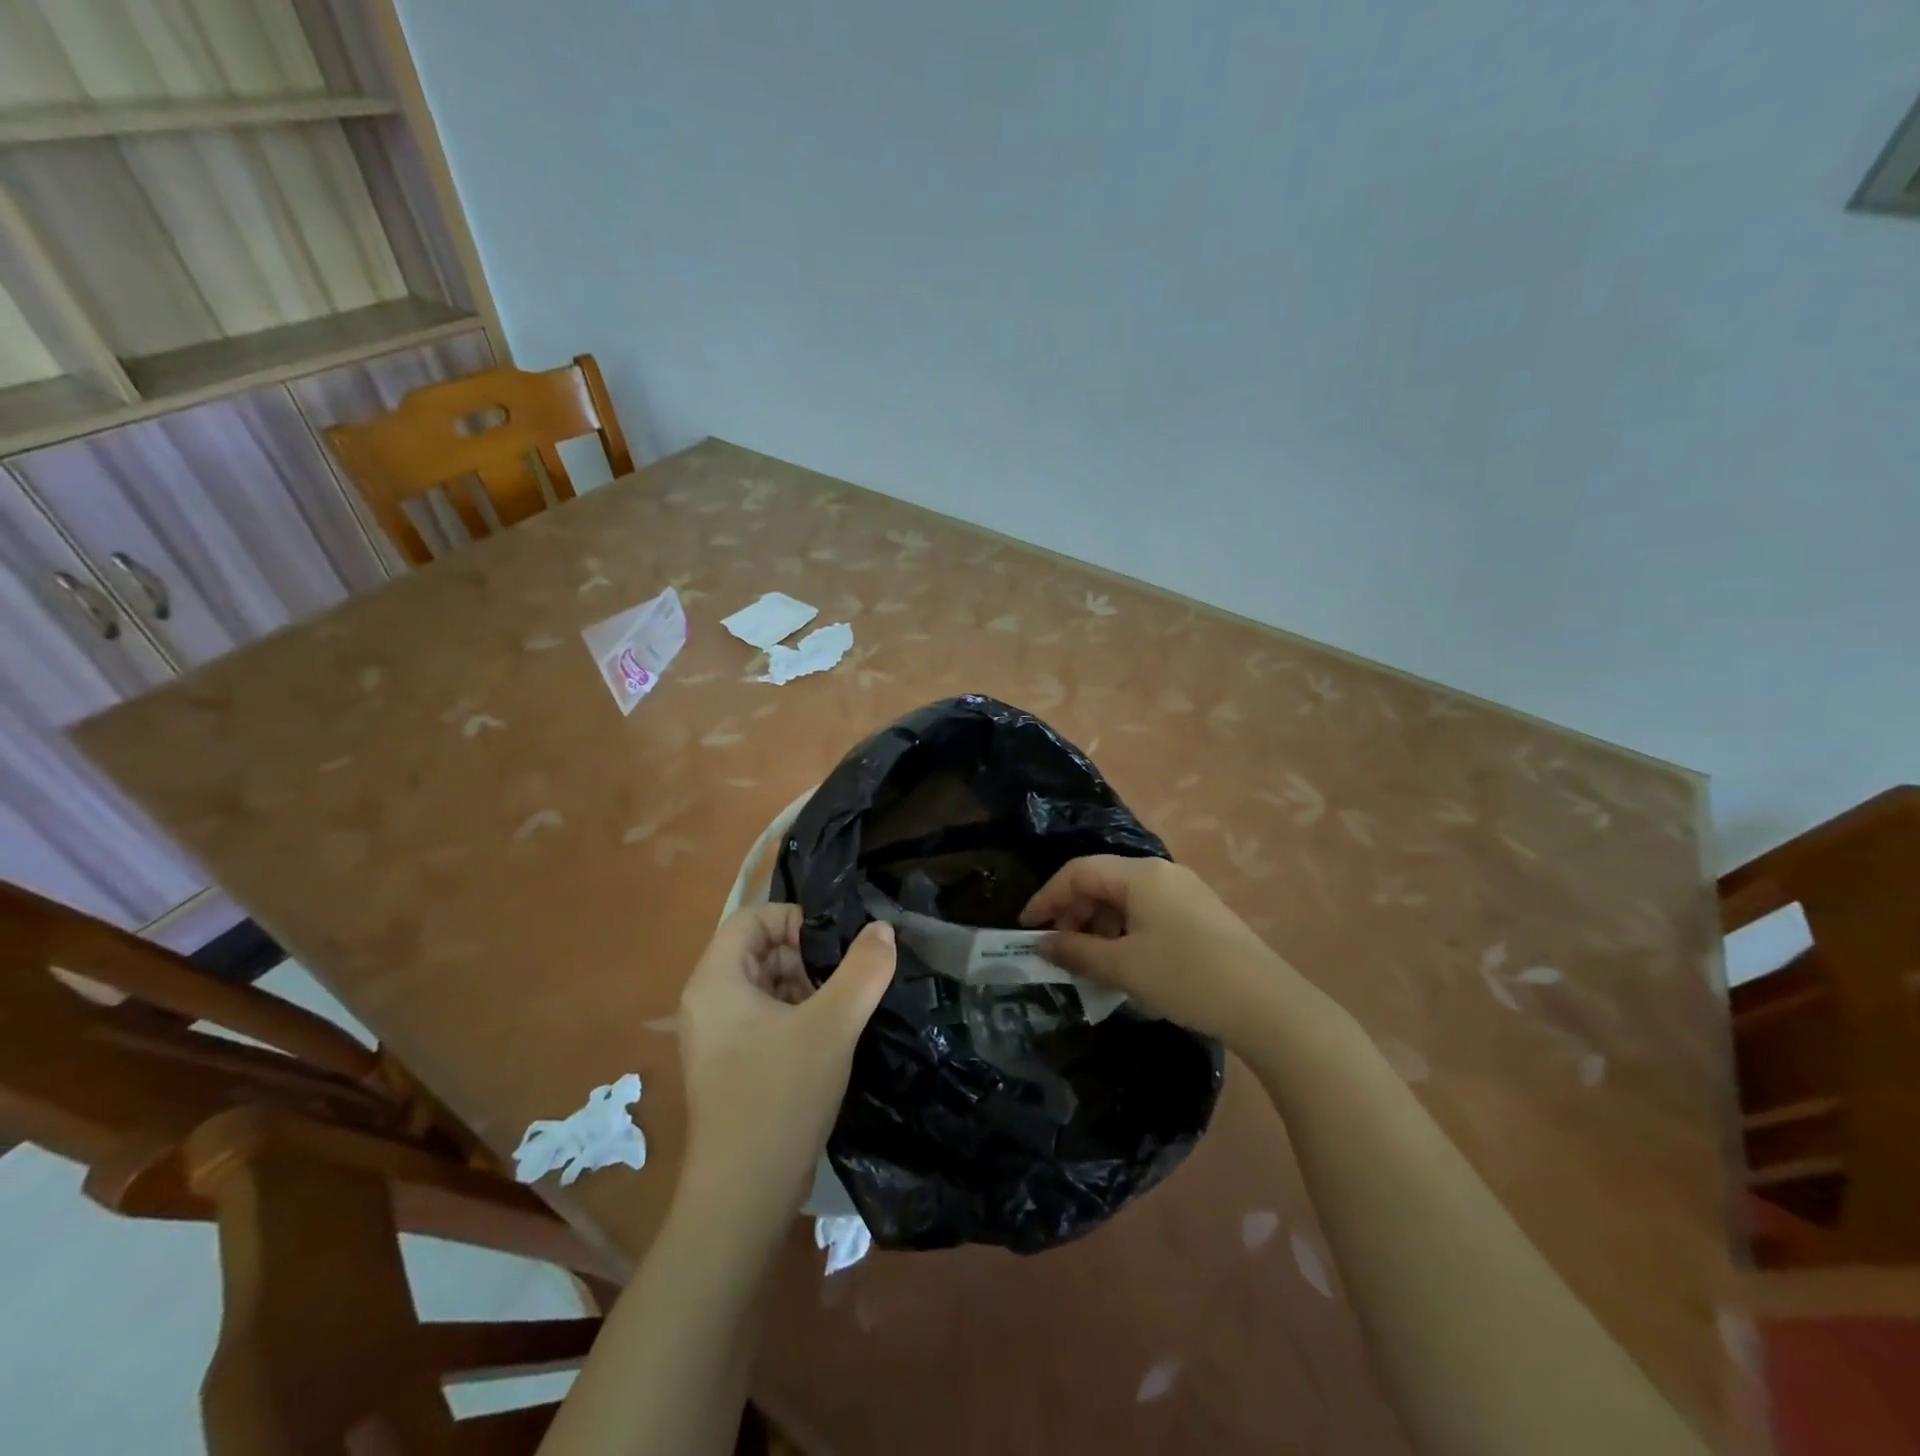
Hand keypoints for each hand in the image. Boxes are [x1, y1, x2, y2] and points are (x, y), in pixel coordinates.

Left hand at [677, 905, 894, 1225]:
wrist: (744, 1197)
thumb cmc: (780, 1096)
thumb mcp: (833, 1024)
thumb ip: (863, 969)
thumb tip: (882, 929)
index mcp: (716, 980)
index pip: (753, 918)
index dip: (795, 920)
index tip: (835, 946)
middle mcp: (708, 1001)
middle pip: (760, 950)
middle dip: (806, 956)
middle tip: (846, 980)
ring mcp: (718, 1037)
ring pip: (767, 985)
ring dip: (807, 987)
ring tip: (843, 1009)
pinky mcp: (732, 1065)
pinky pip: (766, 1018)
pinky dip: (798, 1016)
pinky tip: (830, 1038)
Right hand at [1020, 855, 1309, 1043]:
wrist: (1268, 1005)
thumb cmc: (1186, 977)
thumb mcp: (1124, 967)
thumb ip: (1076, 951)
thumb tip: (1042, 944)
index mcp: (1140, 875)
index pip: (1078, 872)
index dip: (1047, 897)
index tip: (1026, 928)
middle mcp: (1162, 873)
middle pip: (1102, 882)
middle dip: (1073, 912)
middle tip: (1059, 949)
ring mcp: (1185, 892)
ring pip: (1125, 898)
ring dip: (1099, 925)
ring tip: (1091, 962)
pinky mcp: (1201, 914)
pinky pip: (1148, 912)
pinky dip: (1125, 931)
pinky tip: (1125, 962)